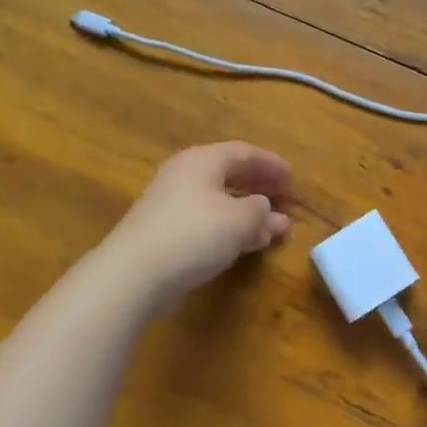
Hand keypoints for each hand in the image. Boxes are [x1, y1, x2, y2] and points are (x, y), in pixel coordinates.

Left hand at [106, 142, 291, 302]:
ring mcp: (171, 204)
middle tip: (284, 196)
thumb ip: (260, 211)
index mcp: (202, 160)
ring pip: (219, 200)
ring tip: (273, 227)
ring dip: (248, 212)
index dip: (270, 164)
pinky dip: (230, 228)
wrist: (133, 274)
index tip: (292, 177)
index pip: (243, 153)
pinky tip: (246, 244)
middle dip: (259, 186)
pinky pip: (206, 221)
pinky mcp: (164, 232)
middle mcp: (184, 175)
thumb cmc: (193, 234)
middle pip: (229, 174)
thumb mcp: (239, 220)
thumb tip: (265, 208)